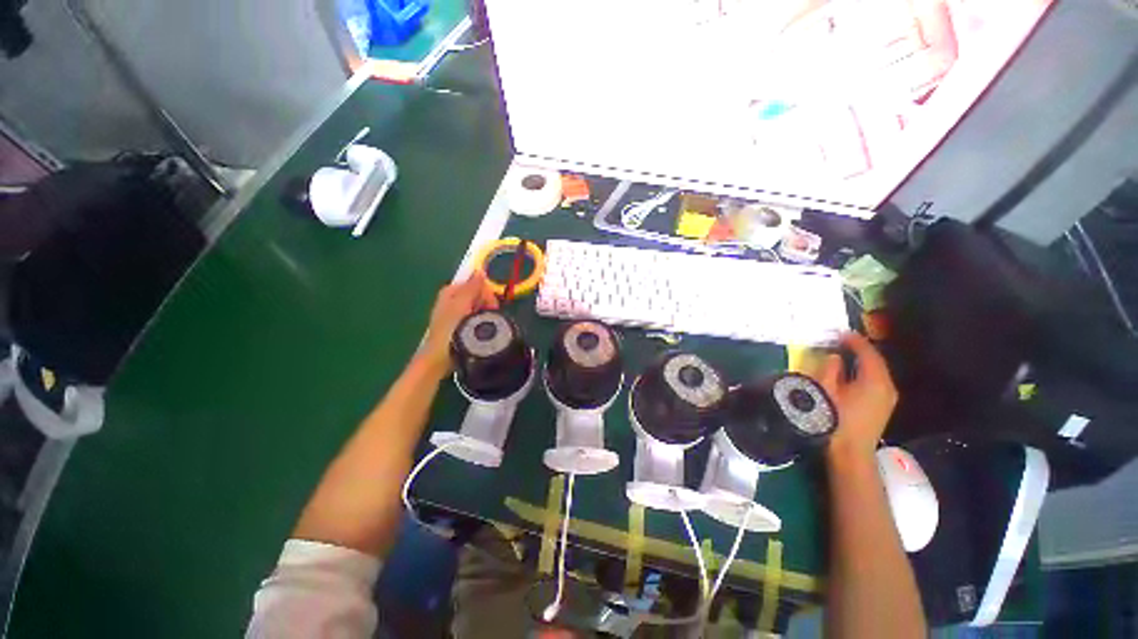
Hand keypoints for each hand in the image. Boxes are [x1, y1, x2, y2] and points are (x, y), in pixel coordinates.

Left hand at [420, 272, 498, 375]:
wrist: (439, 358)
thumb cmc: (449, 330)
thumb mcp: (461, 305)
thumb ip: (471, 287)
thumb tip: (480, 271)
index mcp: (451, 291)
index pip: (477, 283)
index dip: (487, 294)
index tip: (491, 307)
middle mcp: (452, 299)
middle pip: (478, 294)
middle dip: (486, 304)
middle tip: (487, 318)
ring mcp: (456, 312)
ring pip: (478, 306)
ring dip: (484, 314)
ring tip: (482, 326)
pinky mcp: (460, 325)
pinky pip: (476, 317)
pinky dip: (480, 321)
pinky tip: (479, 330)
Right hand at [815, 333, 897, 459]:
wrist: (850, 453)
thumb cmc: (835, 419)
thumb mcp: (826, 391)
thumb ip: (831, 369)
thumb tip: (835, 357)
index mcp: (875, 381)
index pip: (868, 353)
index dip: (854, 340)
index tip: (839, 332)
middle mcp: (887, 386)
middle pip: (875, 361)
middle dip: (859, 349)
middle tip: (840, 340)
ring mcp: (887, 398)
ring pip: (876, 371)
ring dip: (862, 361)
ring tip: (843, 353)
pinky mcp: (882, 406)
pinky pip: (875, 381)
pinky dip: (864, 372)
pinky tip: (850, 373)